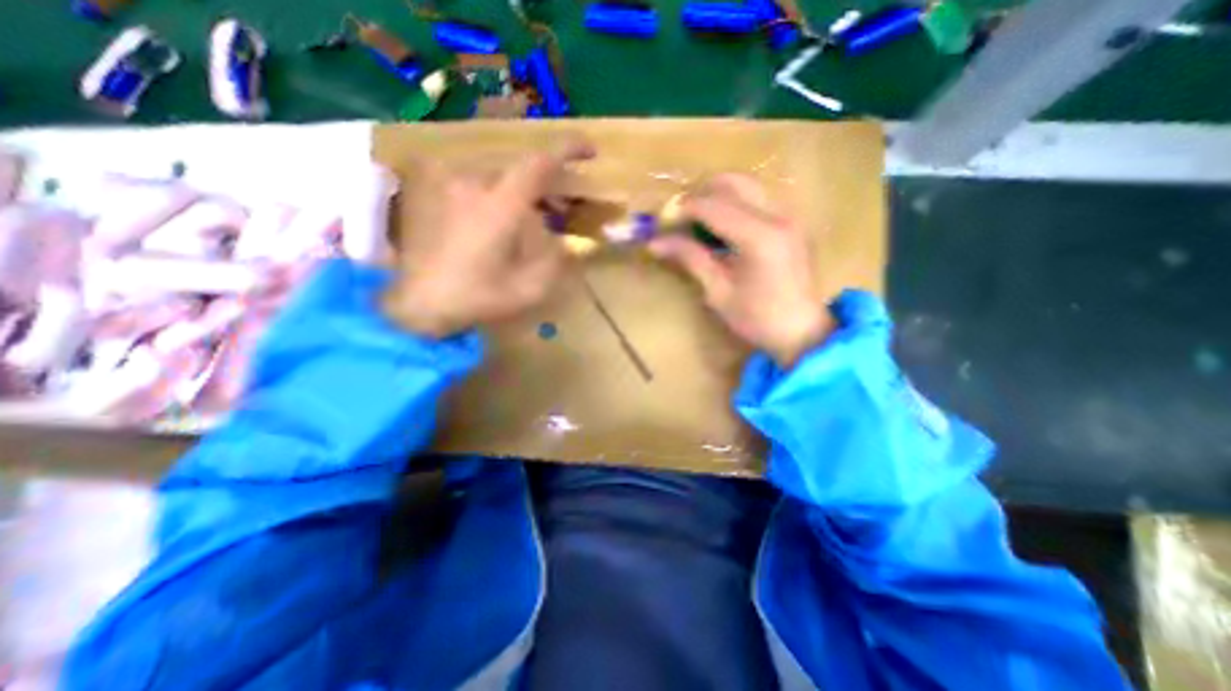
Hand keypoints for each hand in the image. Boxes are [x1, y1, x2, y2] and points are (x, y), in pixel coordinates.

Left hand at [382, 136, 595, 335]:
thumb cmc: (478, 297)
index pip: (539, 163)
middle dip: (545, 184)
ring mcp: (447, 182)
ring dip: (520, 190)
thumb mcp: (531, 288)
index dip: (568, 150)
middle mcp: (472, 183)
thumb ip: (556, 258)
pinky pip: (473, 179)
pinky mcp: (431, 189)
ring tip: (529, 216)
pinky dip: (495, 191)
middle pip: (519, 168)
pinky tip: (496, 216)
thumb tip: (562, 238)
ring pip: (497, 173)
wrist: (420, 304)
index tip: (590, 151)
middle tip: (559, 208)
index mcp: (500, 205)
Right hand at [649, 172, 832, 366]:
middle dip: (701, 194)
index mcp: (759, 237)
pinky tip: (723, 228)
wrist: (802, 332)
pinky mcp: (792, 222)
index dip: (683, 209)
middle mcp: (778, 216)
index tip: (663, 222)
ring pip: (748, 186)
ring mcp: (790, 216)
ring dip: (718, 196)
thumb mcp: (718, 292)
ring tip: (698, 222)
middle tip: (681, 218)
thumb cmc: (757, 319)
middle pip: (734, 182)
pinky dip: (735, 204)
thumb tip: (655, 243)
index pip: (713, 206)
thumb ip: (690, 258)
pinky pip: (759, 198)